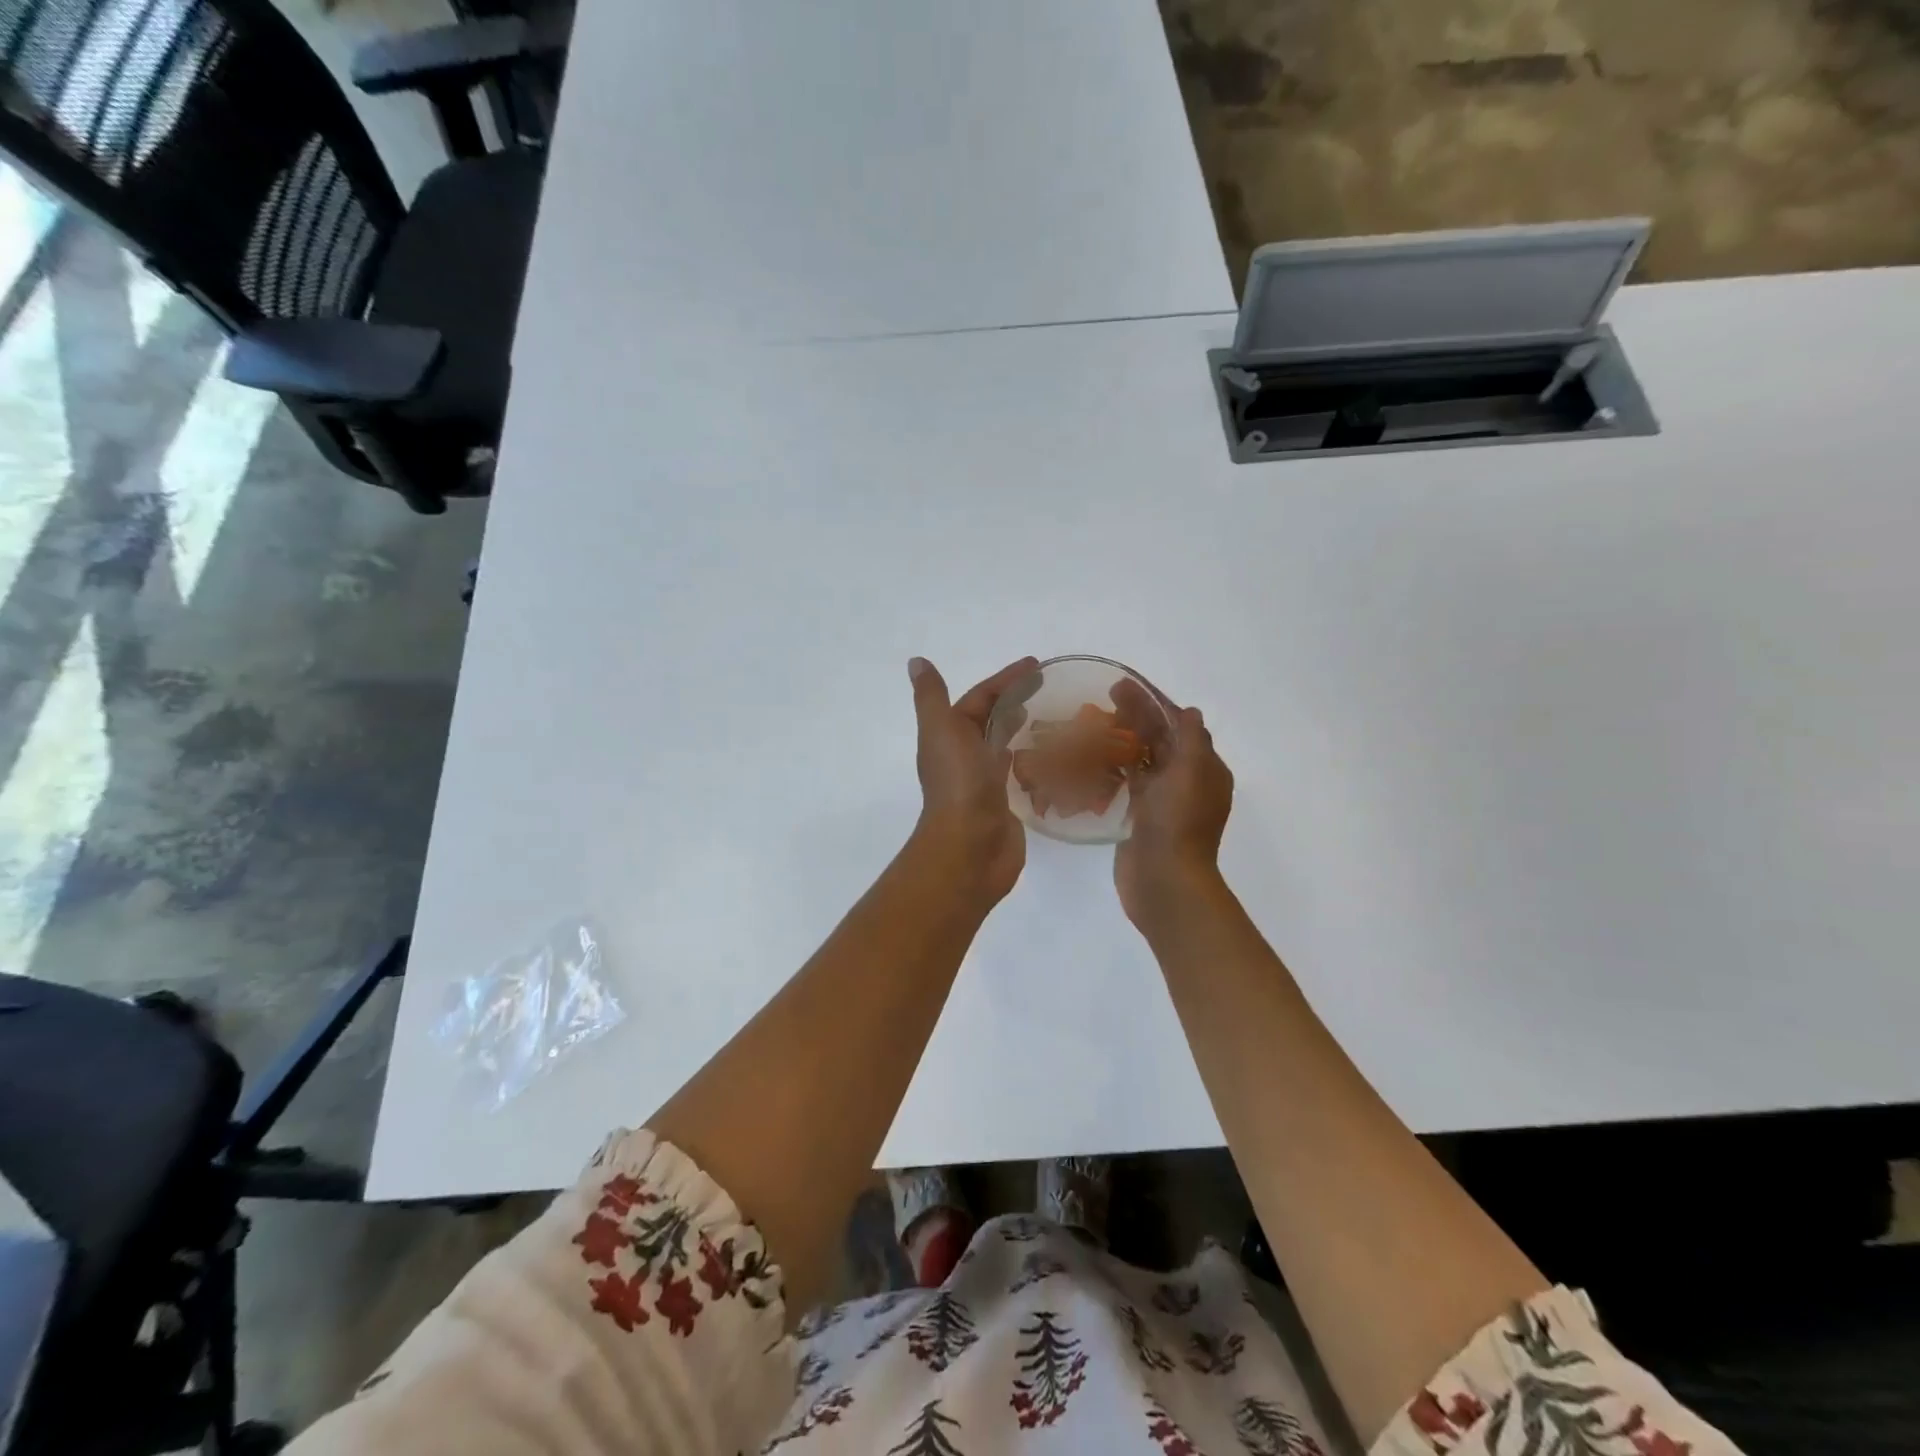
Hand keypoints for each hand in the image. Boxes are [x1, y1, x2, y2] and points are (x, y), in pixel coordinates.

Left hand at [908, 655, 1037, 902]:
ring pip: (1005, 747)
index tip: (1037, 665)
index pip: (980, 699)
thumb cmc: (959, 783)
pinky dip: (1033, 761)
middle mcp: (966, 756)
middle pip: (992, 721)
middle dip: (1016, 702)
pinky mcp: (1005, 804)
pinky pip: (1019, 774)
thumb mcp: (942, 730)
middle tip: (1052, 688)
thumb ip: (932, 697)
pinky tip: (1054, 758)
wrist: (970, 846)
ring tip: (1058, 718)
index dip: (1005, 680)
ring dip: (1024, 730)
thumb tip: (916, 662)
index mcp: (950, 736)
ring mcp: (986, 781)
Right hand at [1113, 681, 1234, 926]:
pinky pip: (1127, 783)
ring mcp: (1161, 800)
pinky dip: (1113, 768)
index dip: (1152, 702)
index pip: (1178, 724)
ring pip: (1141, 760)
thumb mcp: (1191, 772)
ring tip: (1090, 723)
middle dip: (1134, 716)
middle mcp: (1185, 781)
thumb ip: (1191, 739)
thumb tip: (1189, 712)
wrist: (1164, 880)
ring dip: (1120, 739)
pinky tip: (1090, 758)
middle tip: (1103, 697)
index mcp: (1204, 768)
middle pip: (1158, 738)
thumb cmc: (1178, 822)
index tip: (1124, 685)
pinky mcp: (1139, 817)